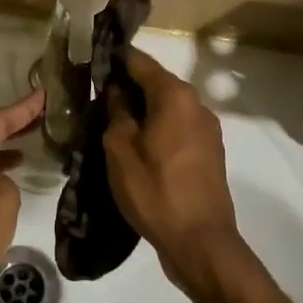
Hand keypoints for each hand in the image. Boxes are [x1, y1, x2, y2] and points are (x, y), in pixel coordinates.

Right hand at [103, 50, 240, 294]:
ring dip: (144, 109)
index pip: (140, 62)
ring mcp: (207, 128)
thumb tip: (117, 91)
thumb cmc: (155, 191)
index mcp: (174, 95)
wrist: (200, 242)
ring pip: (168, 106)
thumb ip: (117, 112)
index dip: (115, 60)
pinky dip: (158, 127)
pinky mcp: (210, 151)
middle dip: (128, 86)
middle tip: (97, 97)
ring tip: (114, 122)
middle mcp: (196, 103)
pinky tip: (138, 144)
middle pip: (157, 82)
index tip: (92, 63)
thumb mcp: (120, 150)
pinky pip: (179, 126)